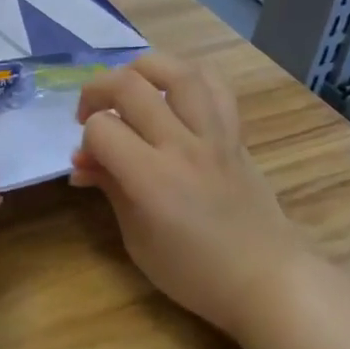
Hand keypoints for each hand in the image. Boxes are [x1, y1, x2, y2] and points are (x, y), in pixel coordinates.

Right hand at [71, 53, 317, 340]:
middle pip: (130, 85)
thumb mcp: (137, 239)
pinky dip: (188, 77)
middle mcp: (183, 146)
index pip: (102, 129)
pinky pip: (215, 86)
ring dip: (142, 69)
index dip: (86, 138)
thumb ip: (110, 188)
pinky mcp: (236, 134)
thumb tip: (82, 161)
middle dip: (97, 90)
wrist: (267, 280)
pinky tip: (172, 93)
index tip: (88, 160)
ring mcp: (215, 135)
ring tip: (130, 87)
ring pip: (177, 71)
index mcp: (152, 179)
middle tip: (90, 113)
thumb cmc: (194, 273)